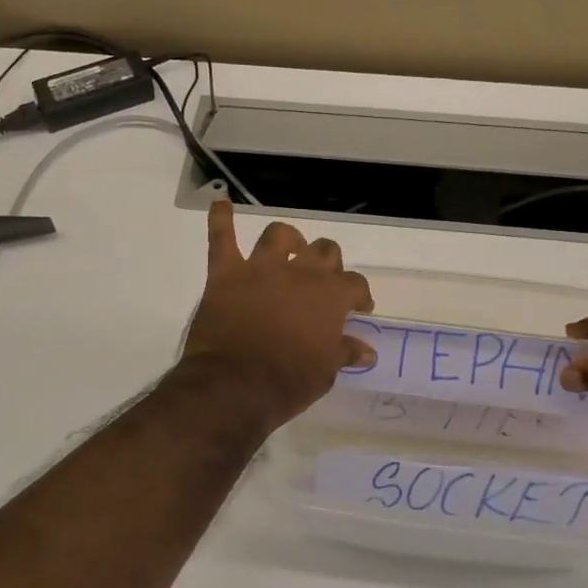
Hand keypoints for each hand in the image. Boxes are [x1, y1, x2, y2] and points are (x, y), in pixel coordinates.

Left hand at [178, 200, 376, 428]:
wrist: (235, 386)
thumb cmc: (288, 382)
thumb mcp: (325, 372)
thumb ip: (344, 352)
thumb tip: (366, 349)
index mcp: (330, 296)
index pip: (355, 284)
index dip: (360, 295)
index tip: (359, 308)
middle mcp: (300, 273)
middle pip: (324, 250)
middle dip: (328, 263)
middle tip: (322, 282)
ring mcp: (261, 268)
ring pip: (279, 235)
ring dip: (288, 240)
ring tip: (289, 249)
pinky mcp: (226, 273)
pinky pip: (221, 237)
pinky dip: (220, 218)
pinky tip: (221, 202)